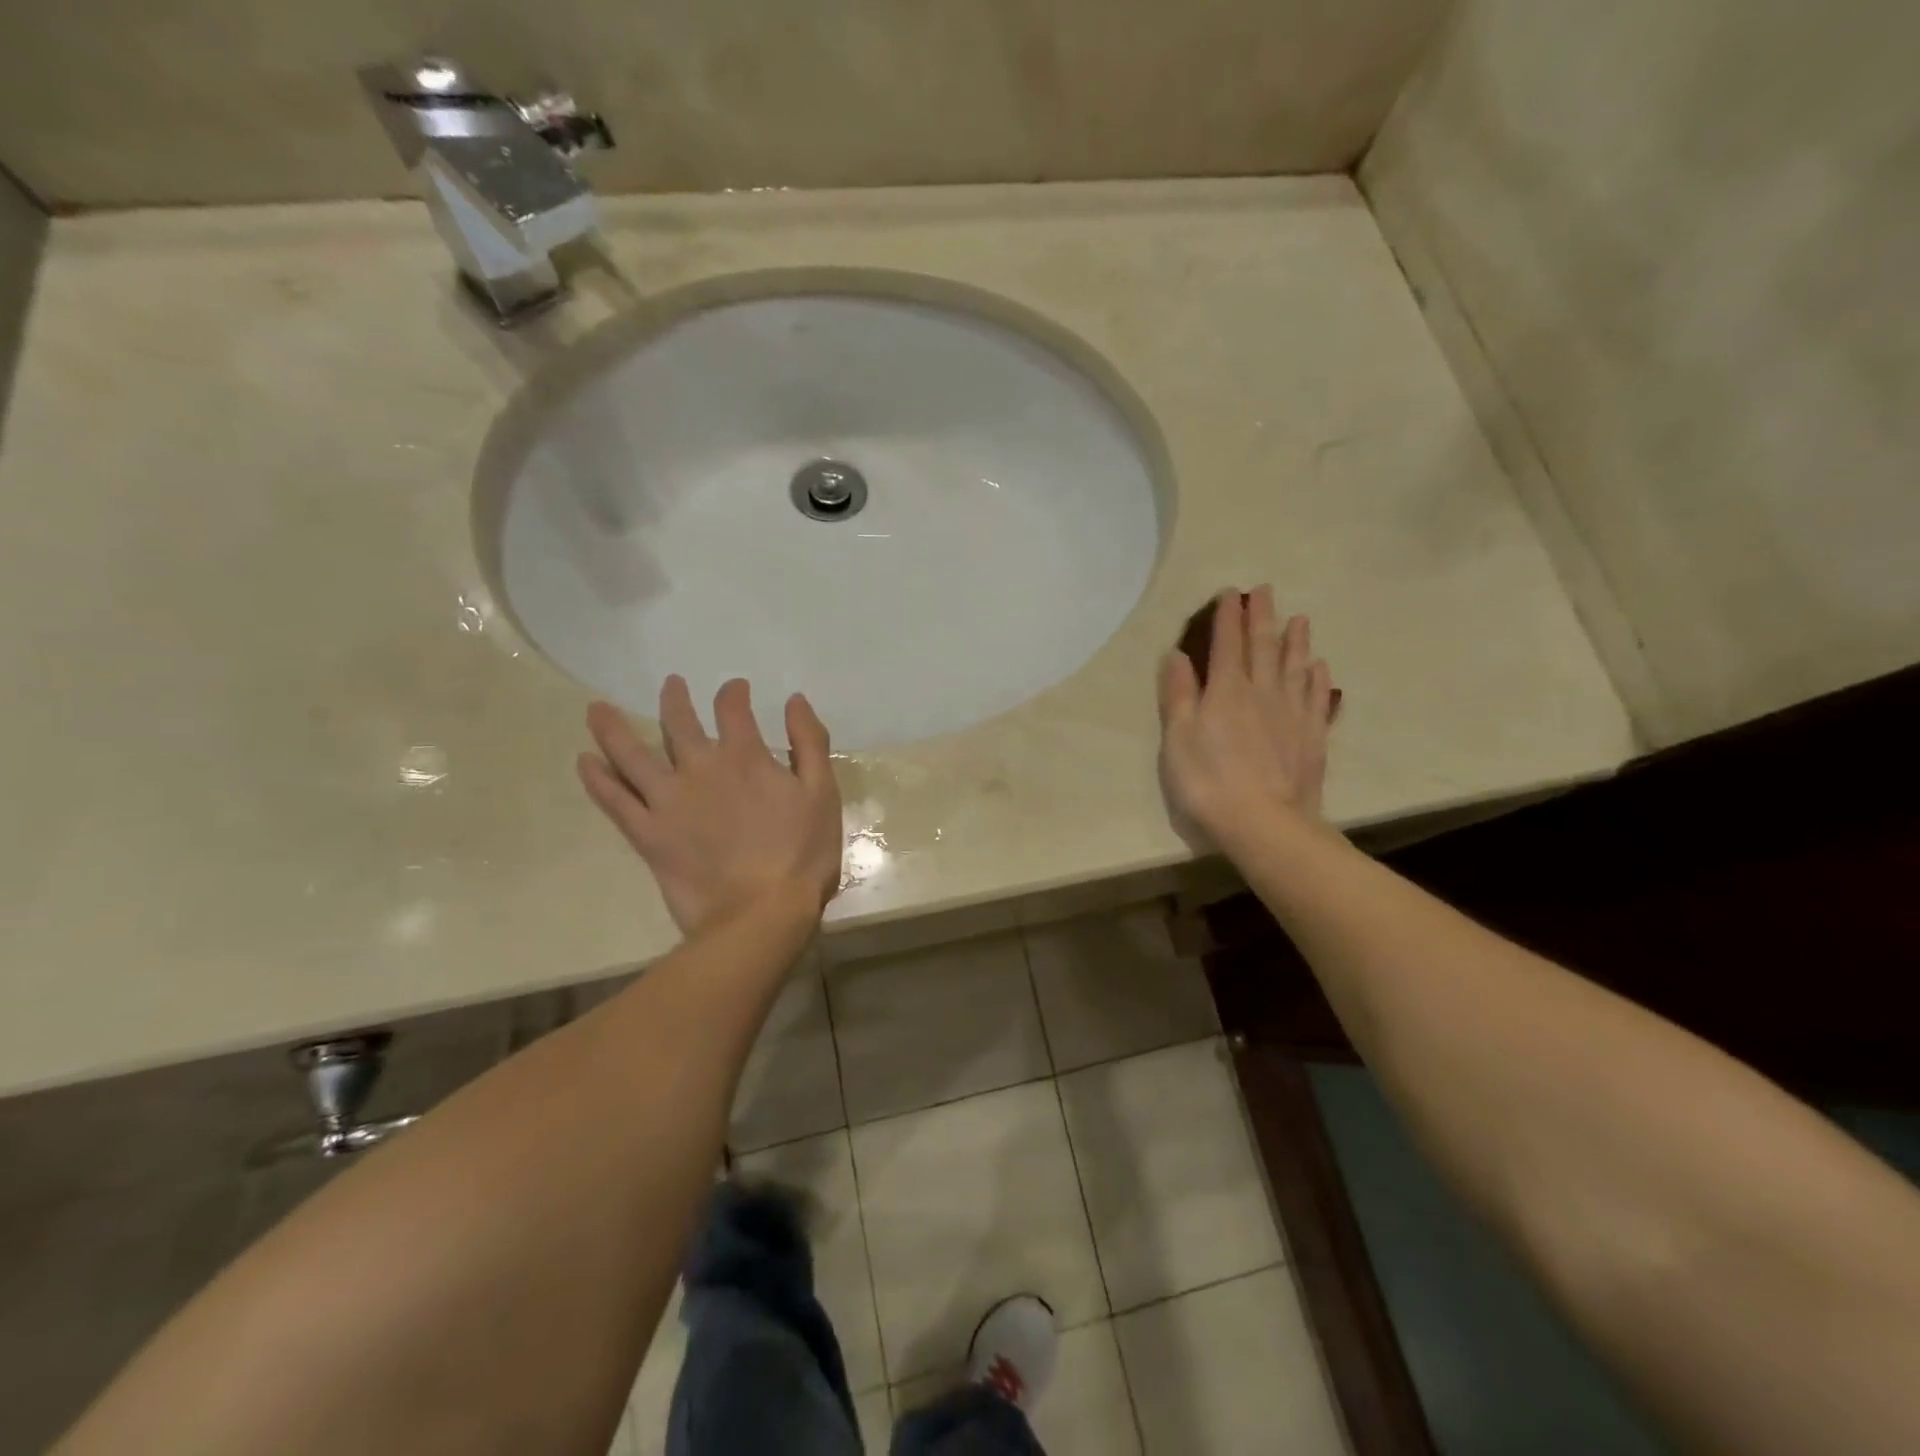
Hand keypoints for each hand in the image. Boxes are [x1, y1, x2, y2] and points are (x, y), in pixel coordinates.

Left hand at [577, 677, 842, 936]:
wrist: (761, 914)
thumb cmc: (802, 854)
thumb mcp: (822, 794)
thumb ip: (810, 743)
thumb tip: (794, 700)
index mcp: (744, 757)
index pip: (732, 709)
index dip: (733, 692)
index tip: (735, 688)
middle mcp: (700, 769)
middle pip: (678, 723)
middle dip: (675, 699)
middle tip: (672, 684)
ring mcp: (668, 802)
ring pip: (631, 755)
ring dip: (613, 728)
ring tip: (597, 710)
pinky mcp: (648, 835)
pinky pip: (614, 801)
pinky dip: (597, 779)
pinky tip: (584, 761)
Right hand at [1158, 586, 1337, 847]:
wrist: (1265, 822)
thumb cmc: (1208, 782)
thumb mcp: (1178, 739)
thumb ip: (1178, 695)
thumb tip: (1177, 655)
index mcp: (1226, 691)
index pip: (1227, 644)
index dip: (1228, 617)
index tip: (1230, 593)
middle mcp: (1262, 692)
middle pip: (1263, 646)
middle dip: (1262, 616)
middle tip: (1265, 591)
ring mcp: (1292, 713)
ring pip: (1295, 666)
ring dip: (1295, 640)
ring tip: (1299, 618)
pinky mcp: (1312, 735)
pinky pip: (1316, 697)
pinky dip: (1317, 678)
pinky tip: (1319, 666)